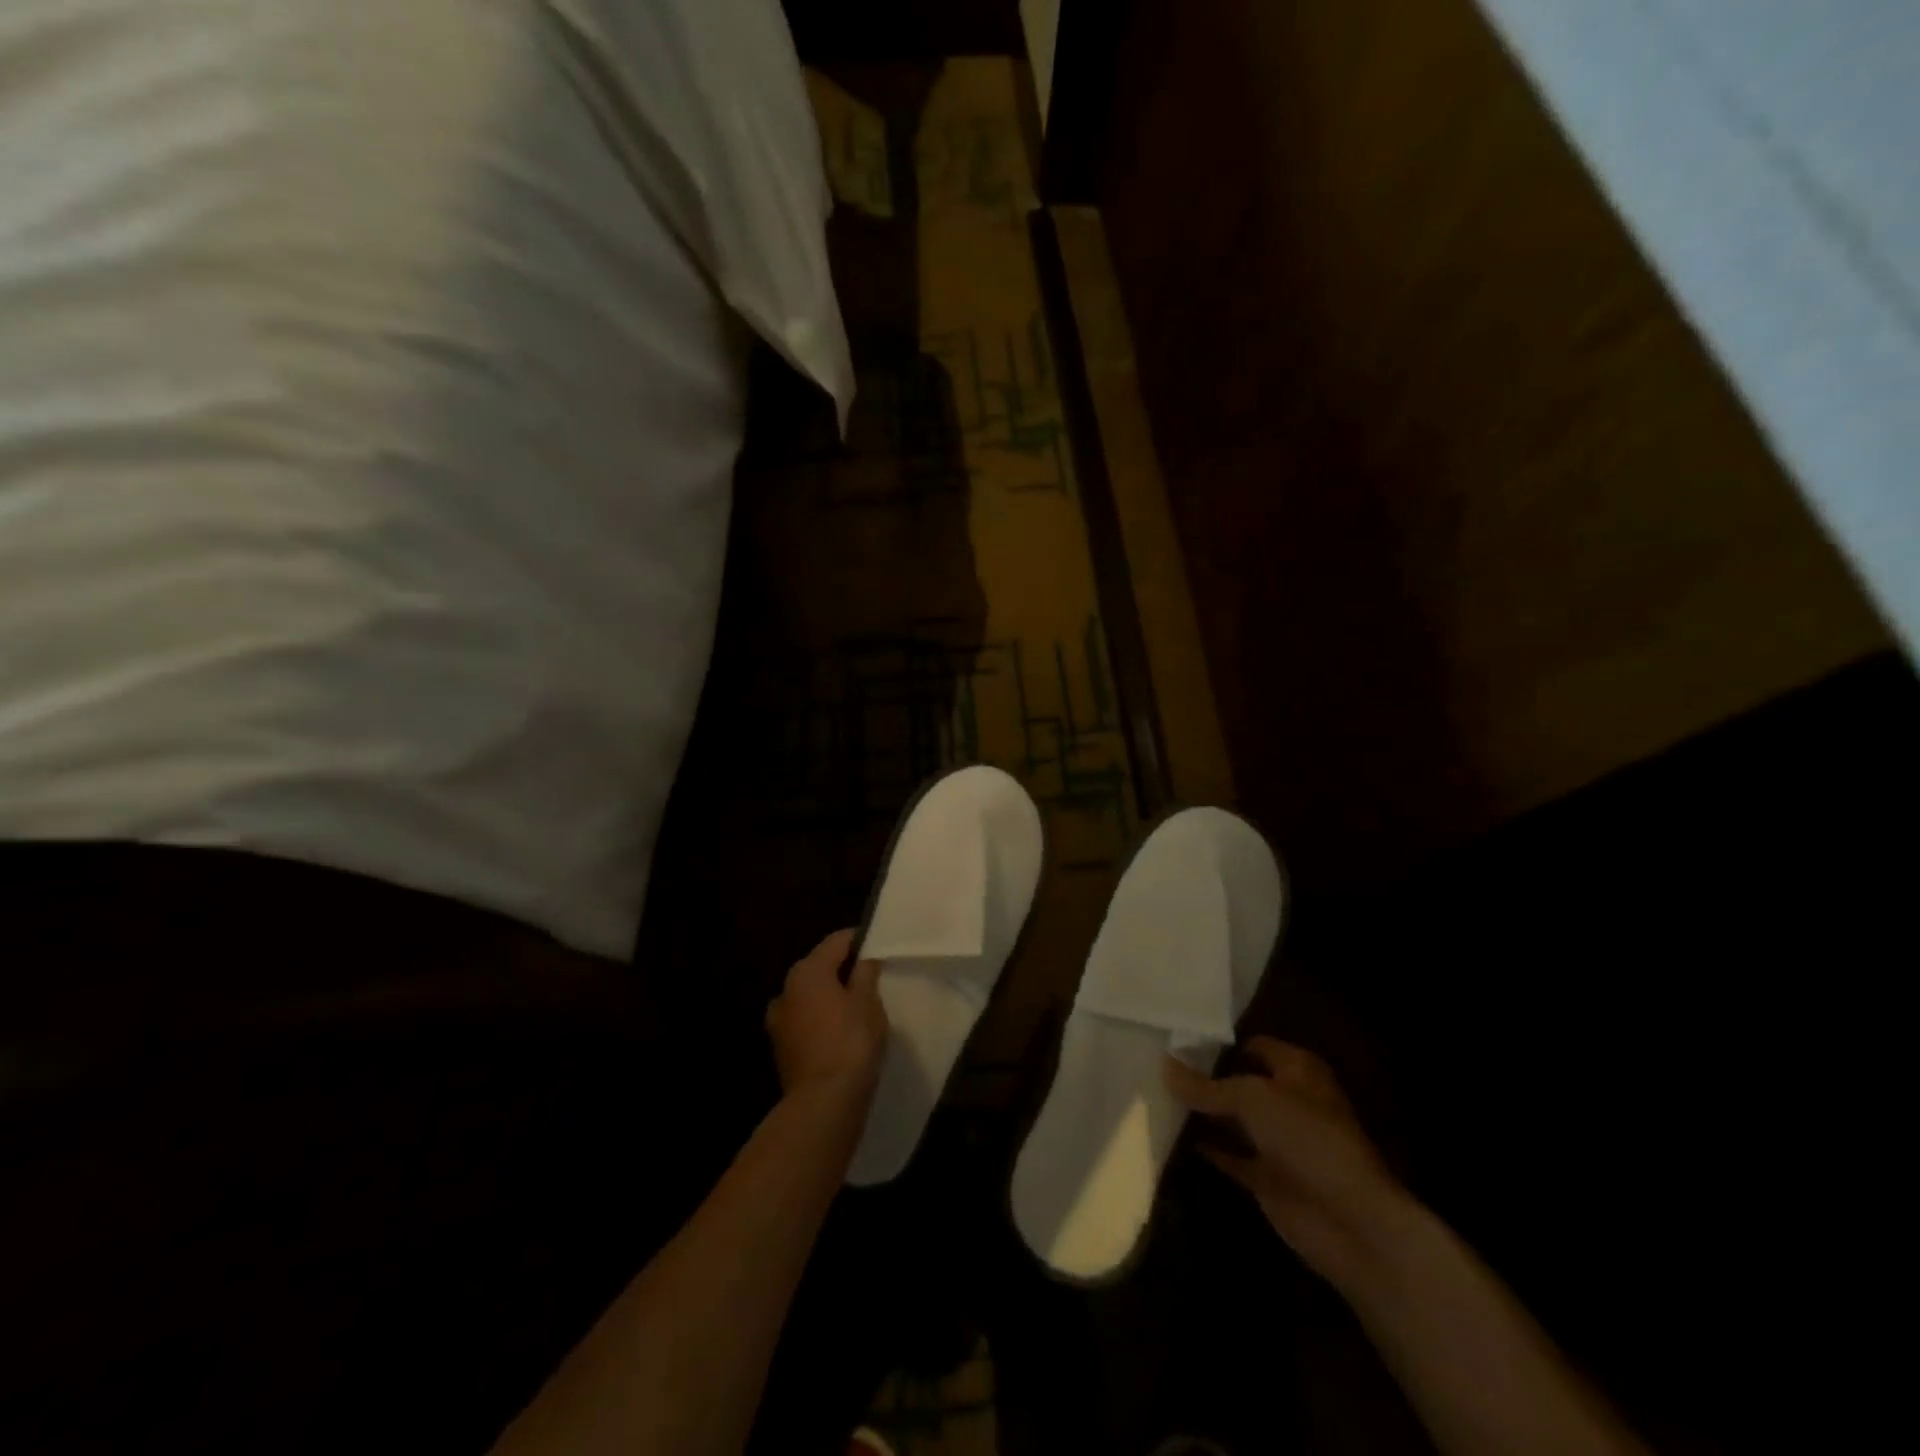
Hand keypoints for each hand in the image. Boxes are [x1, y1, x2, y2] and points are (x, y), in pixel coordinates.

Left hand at [766, 930, 887, 1106]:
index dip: (859, 940)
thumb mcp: (868, 1002)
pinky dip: (822, 1020)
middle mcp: (786, 989)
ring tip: (857, 1007)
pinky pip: (806, 1021)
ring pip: (810, 996)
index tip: (878, 946)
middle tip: (872, 977)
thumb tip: (864, 959)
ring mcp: (779, 1021)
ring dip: (830, 996)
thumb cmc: (851, 1041)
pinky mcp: (781, 1048)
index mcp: (807, 971)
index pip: (836, 941)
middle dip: (843, 969)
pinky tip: (841, 1032)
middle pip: (819, 967)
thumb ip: (866, 973)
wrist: (824, 1102)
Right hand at [1166, 1038, 1409, 1289]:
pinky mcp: (1267, 1176)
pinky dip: (1205, 1147)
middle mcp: (1288, 1100)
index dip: (1219, 1042)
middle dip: (1205, 1076)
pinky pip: (1229, 1154)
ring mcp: (1278, 1141)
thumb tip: (1164, 1065)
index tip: (1176, 1038)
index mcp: (1297, 1070)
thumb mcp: (1251, 1098)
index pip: (1253, 1045)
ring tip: (1155, 1094)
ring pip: (1233, 1118)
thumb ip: (1206, 1085)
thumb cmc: (1306, 1138)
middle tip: (1157, 1065)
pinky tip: (1171, 1134)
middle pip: (1240, 1081)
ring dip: (1202, 1112)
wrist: (1349, 1221)